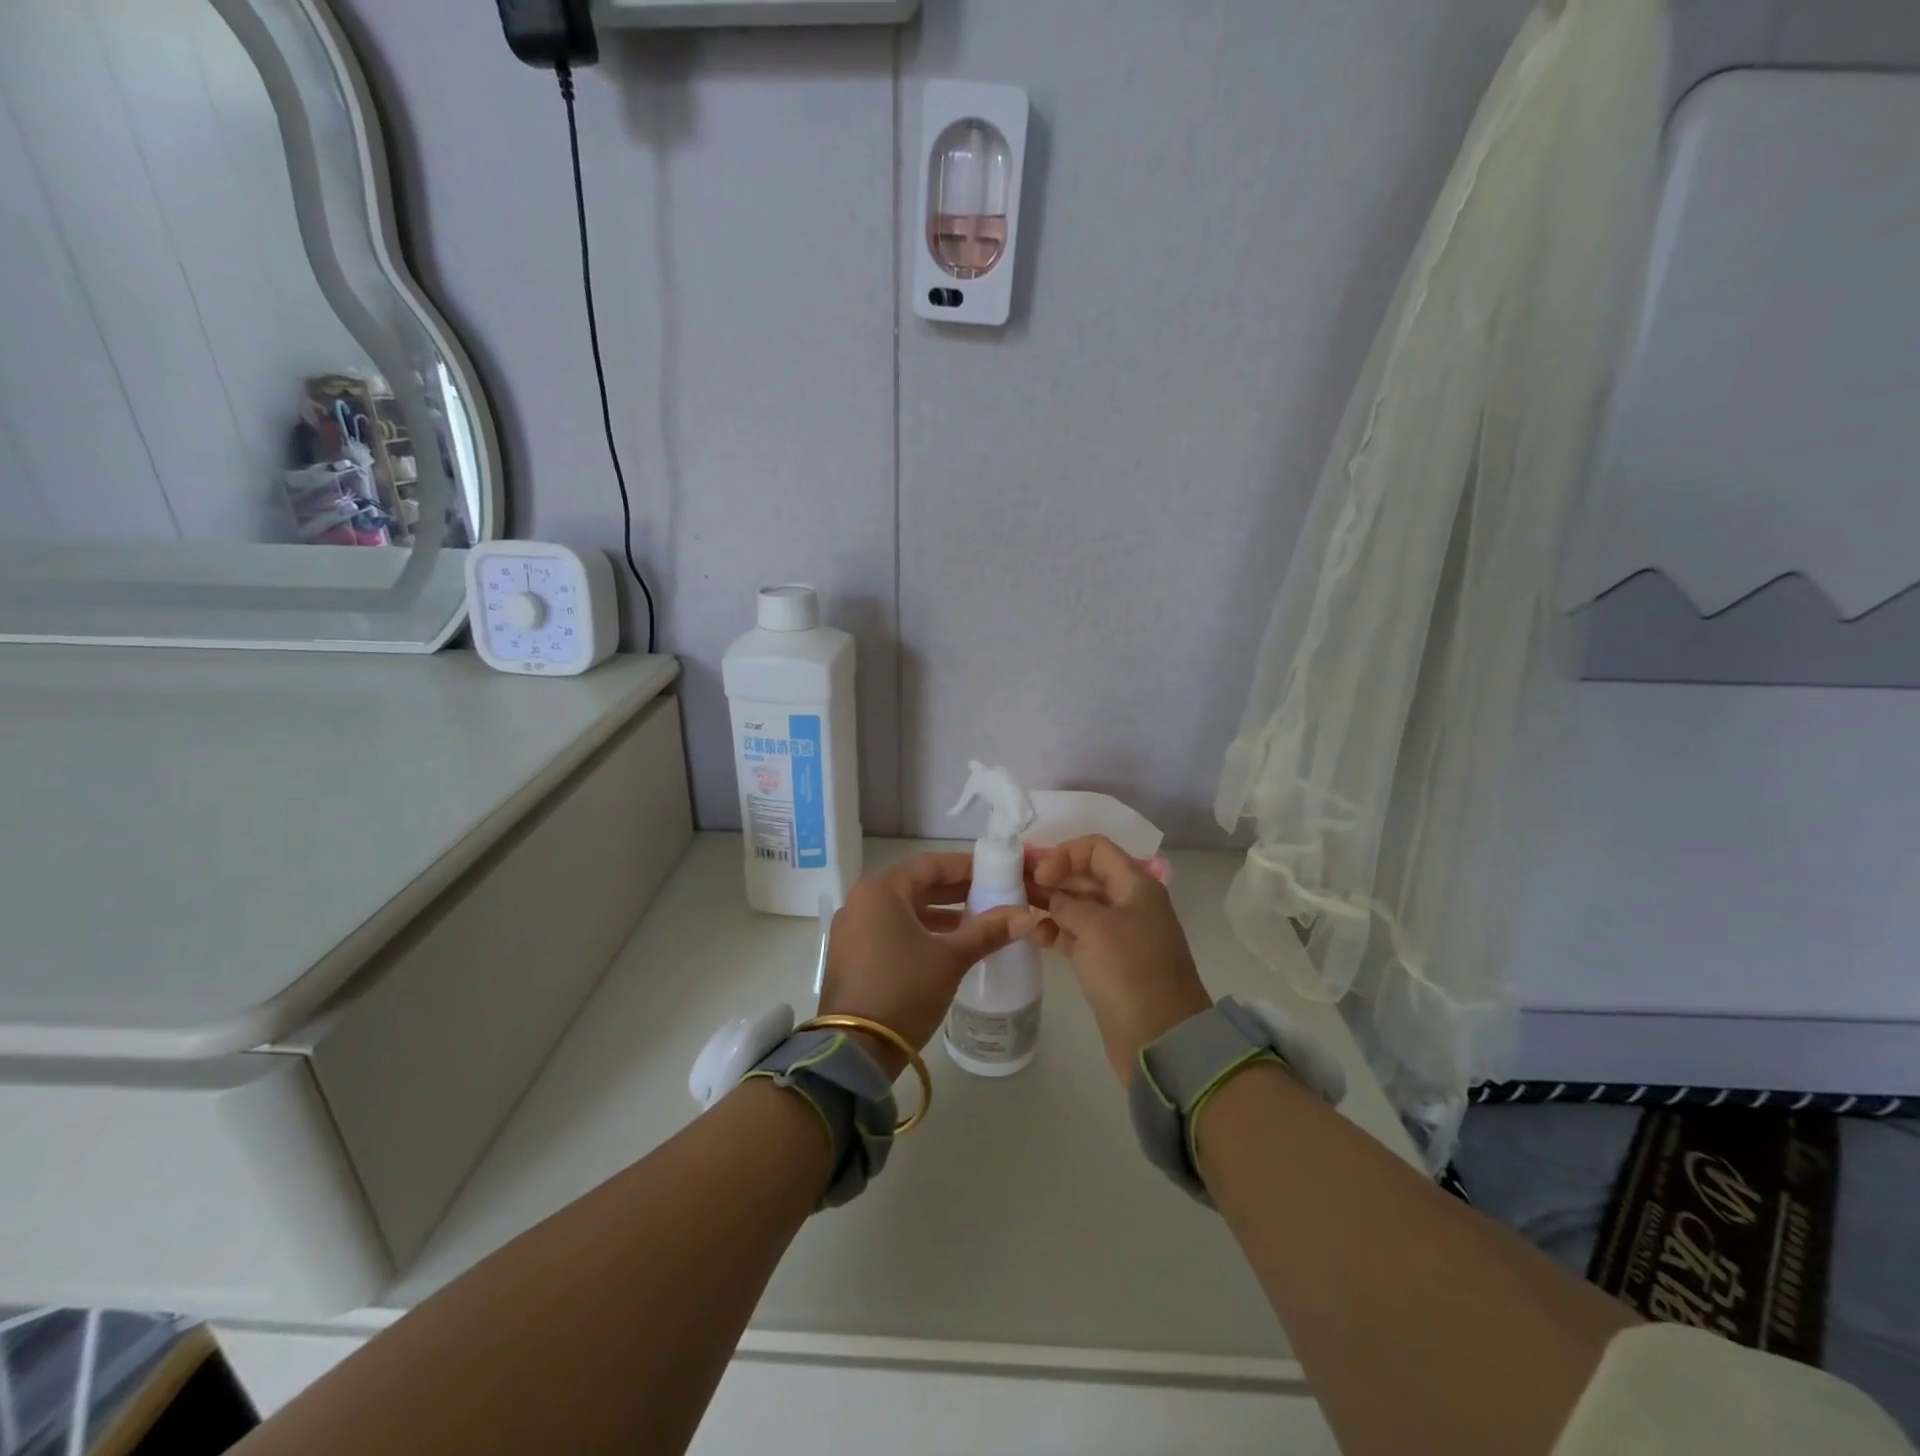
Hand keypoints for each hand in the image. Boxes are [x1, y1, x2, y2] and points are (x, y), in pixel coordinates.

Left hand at [819, 852, 1034, 1077]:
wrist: (855, 1049)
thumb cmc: (904, 990)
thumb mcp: (950, 958)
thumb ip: (988, 931)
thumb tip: (1027, 917)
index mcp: (881, 891)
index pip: (930, 865)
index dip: (965, 867)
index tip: (996, 873)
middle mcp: (861, 902)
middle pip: (915, 886)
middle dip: (954, 892)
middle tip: (992, 896)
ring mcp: (852, 930)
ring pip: (903, 910)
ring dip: (938, 914)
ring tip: (976, 924)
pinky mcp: (851, 956)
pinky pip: (890, 931)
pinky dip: (919, 933)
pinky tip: (947, 948)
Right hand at [1026, 835, 1211, 1083]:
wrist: (1160, 1039)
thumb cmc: (1130, 972)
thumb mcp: (1095, 928)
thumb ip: (1066, 903)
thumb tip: (1049, 896)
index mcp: (1135, 885)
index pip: (1095, 849)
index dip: (1063, 854)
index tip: (1038, 874)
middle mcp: (1127, 903)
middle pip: (1085, 875)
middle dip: (1051, 876)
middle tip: (1012, 884)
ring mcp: (1117, 934)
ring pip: (1077, 906)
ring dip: (1049, 903)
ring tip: (1015, 908)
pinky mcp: (1106, 962)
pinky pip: (1076, 935)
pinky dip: (1055, 931)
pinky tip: (1032, 935)